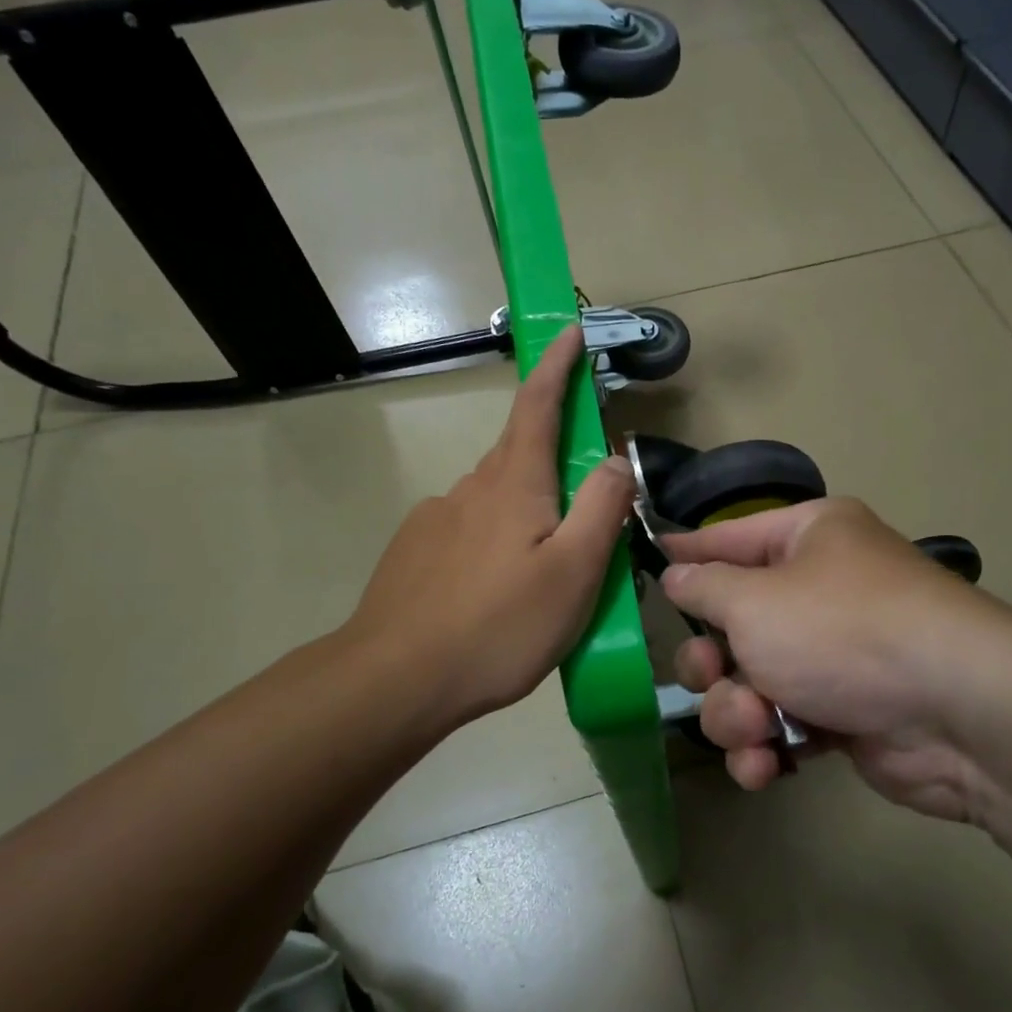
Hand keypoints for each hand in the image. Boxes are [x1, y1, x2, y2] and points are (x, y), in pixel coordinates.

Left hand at [348, 326, 634, 728]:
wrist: (395, 679)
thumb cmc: (498, 626)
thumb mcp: (574, 572)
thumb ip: (601, 508)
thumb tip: (617, 457)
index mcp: (513, 483)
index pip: (537, 405)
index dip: (557, 365)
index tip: (570, 332)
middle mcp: (471, 487)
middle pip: (520, 455)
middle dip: (554, 461)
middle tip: (583, 515)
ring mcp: (435, 519)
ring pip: (495, 500)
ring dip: (525, 515)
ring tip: (542, 577)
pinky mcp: (414, 552)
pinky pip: (467, 532)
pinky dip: (493, 545)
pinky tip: (495, 593)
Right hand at [662, 499, 993, 821]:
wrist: (956, 712)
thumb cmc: (843, 631)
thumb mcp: (755, 600)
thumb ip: (704, 588)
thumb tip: (677, 573)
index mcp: (808, 539)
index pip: (729, 537)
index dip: (688, 553)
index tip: (648, 561)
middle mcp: (821, 590)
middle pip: (731, 624)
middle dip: (712, 662)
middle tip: (713, 675)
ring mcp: (833, 656)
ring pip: (748, 683)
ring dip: (736, 713)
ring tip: (755, 728)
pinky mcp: (843, 714)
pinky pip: (781, 725)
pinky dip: (766, 747)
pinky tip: (765, 767)